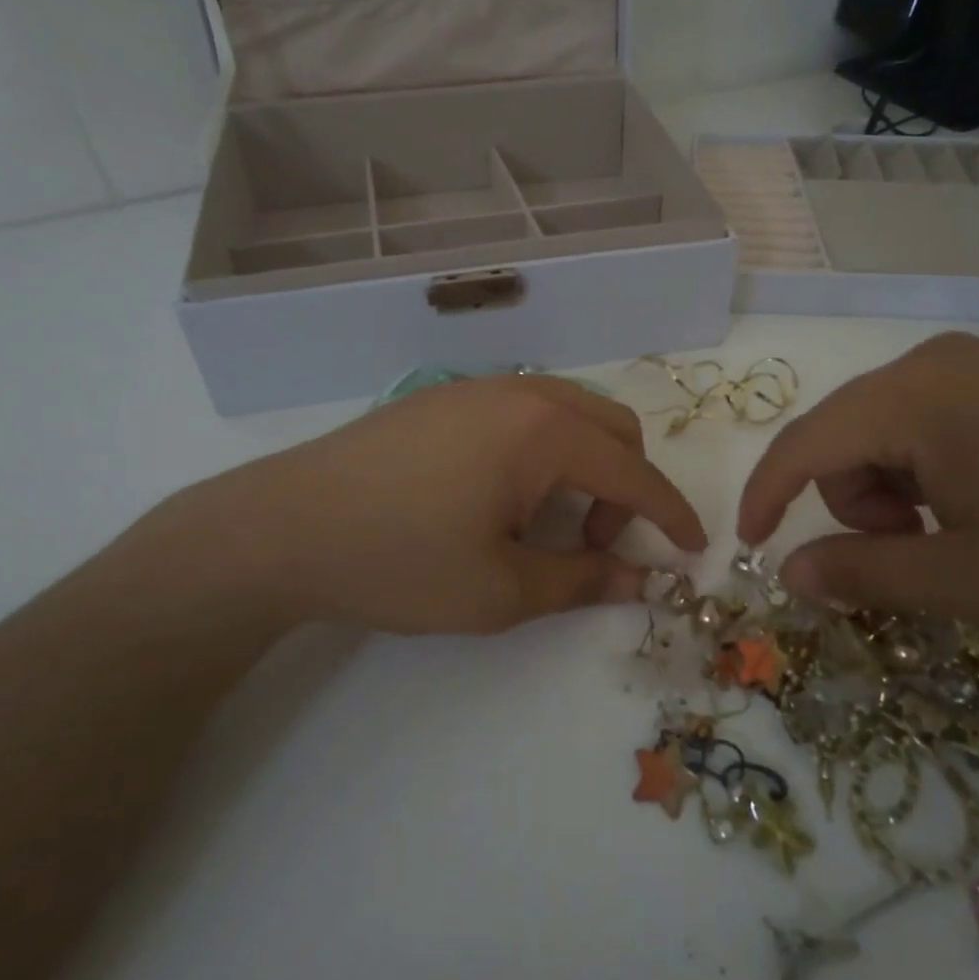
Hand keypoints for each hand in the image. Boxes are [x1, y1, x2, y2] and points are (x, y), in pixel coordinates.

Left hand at [132, 375, 705, 636]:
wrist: (284, 526)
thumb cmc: (400, 561)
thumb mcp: (500, 591)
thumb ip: (581, 581)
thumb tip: (640, 581)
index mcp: (543, 432)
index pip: (633, 470)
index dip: (671, 512)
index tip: (694, 548)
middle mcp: (520, 392)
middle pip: (611, 427)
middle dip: (627, 485)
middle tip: (596, 543)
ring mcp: (478, 387)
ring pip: (569, 412)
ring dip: (585, 463)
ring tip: (548, 521)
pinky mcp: (445, 396)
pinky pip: (525, 410)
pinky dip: (545, 448)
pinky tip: (502, 494)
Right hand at [739, 335, 978, 705]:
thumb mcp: (969, 580)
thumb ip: (862, 574)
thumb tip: (786, 573)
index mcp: (914, 396)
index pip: (804, 443)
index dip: (766, 496)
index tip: (751, 548)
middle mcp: (934, 361)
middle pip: (845, 436)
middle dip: (856, 504)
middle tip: (917, 557)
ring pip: (887, 429)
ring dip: (895, 490)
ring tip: (961, 535)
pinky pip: (932, 418)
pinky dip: (930, 469)